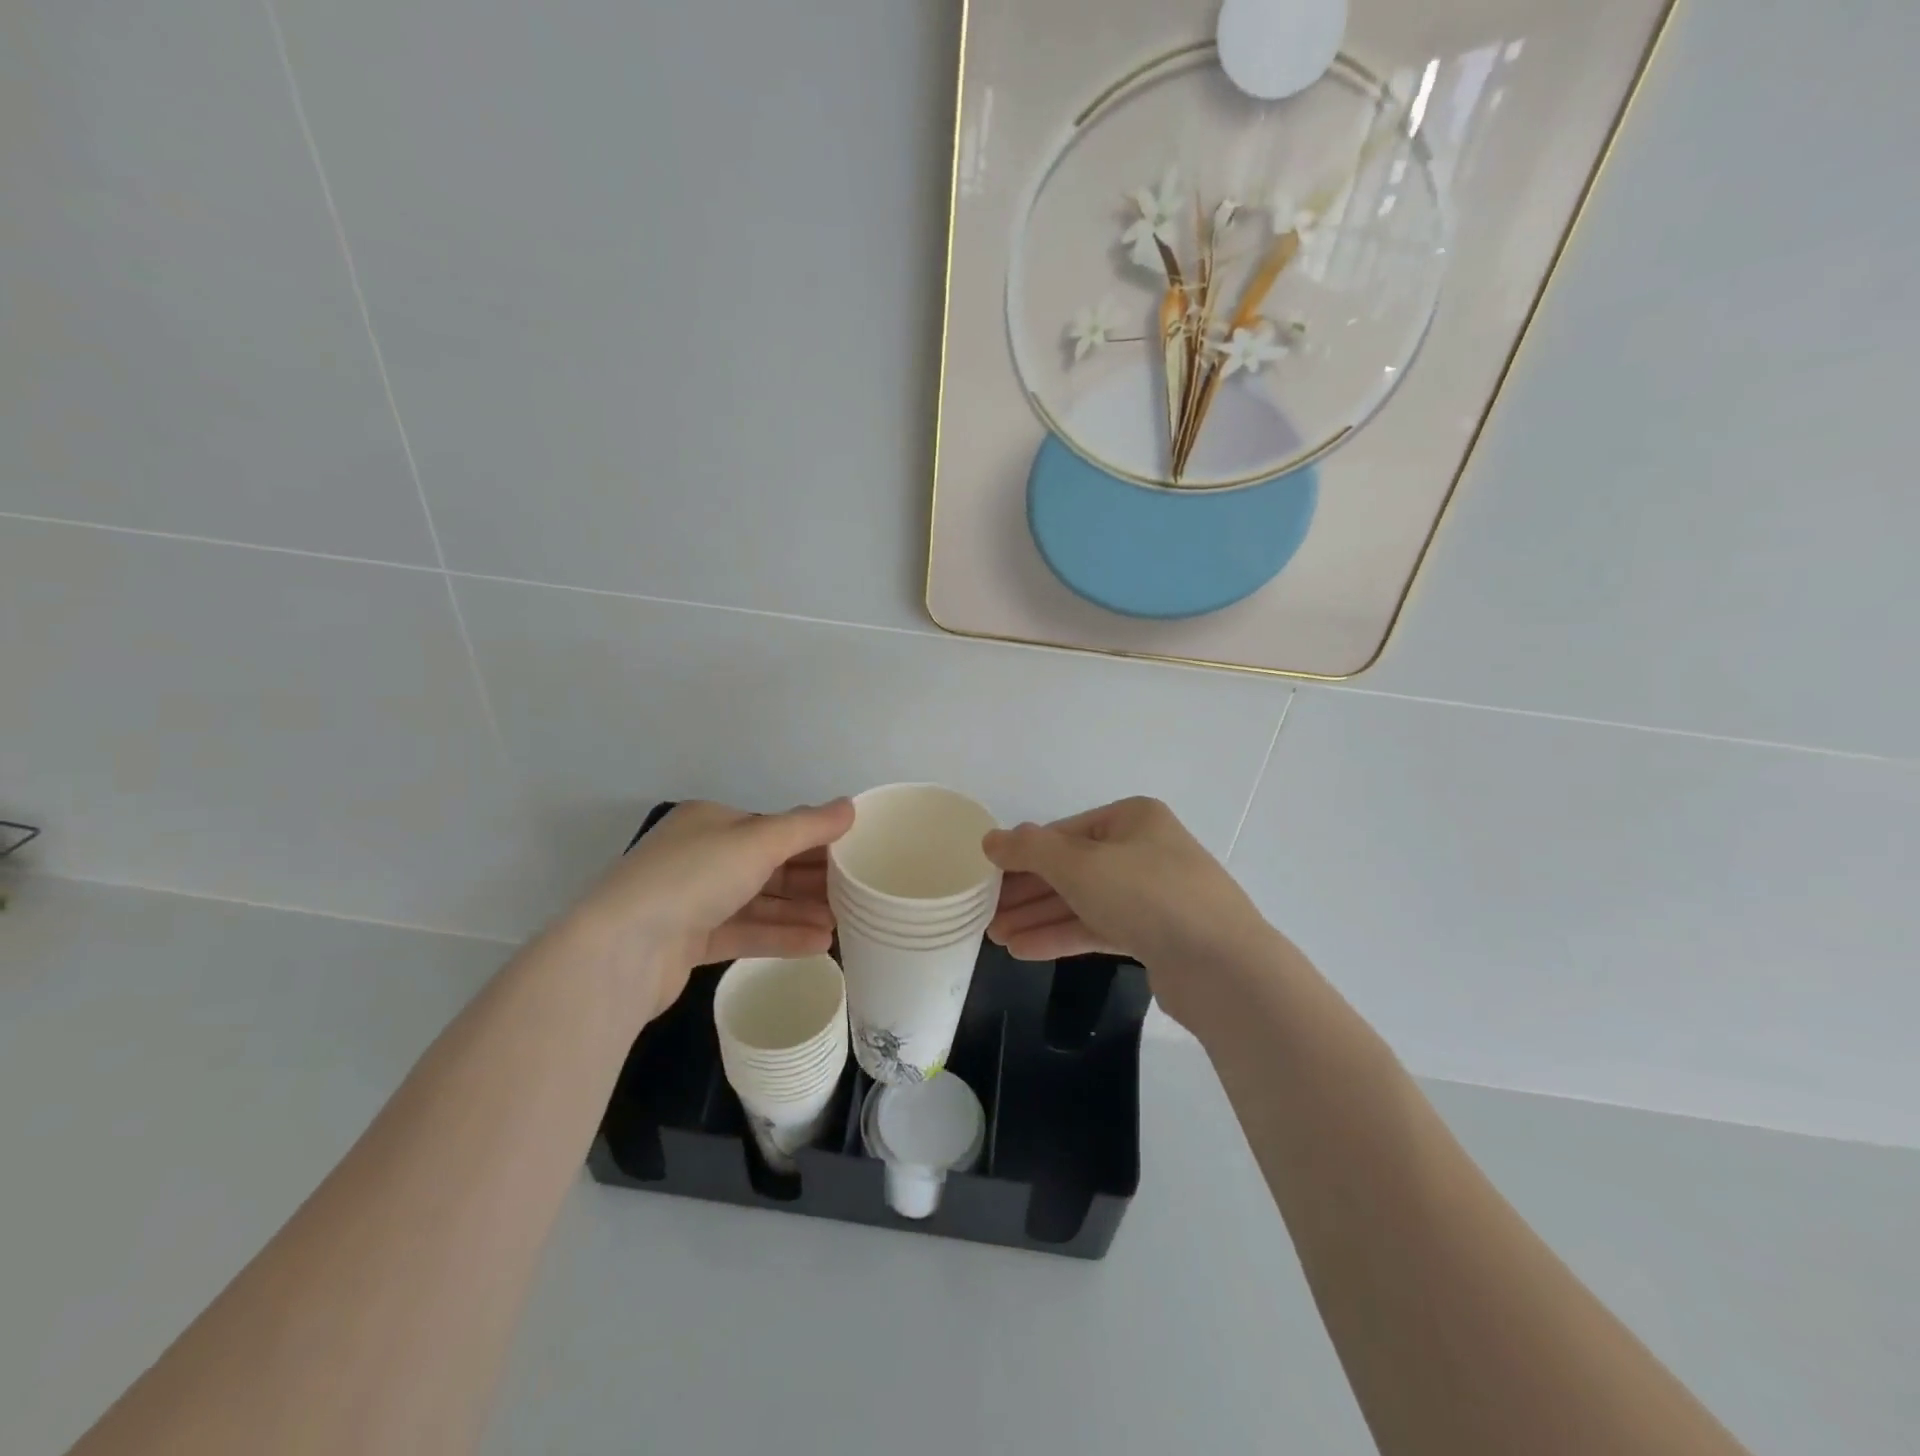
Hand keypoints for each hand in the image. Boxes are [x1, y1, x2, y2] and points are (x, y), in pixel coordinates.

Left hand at [565, 799, 853, 1020]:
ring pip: (759, 902)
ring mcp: (693, 901)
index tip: (853, 855)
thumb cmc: (693, 878)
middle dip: (811, 880)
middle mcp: (702, 856)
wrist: (621, 950)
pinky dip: (780, 936)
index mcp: (712, 821)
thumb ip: (807, 826)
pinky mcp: (690, 942)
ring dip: (800, 911)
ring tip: (843, 924)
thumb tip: (849, 807)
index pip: (774, 828)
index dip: (815, 840)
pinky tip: (819, 944)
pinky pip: (746, 932)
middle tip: (856, 894)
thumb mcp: (757, 841)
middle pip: (769, 865)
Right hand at [984, 797, 1273, 1030]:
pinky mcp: (1156, 935)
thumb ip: (1030, 850)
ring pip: (1083, 901)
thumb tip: (991, 839)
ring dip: (1040, 918)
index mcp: (1133, 819)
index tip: (988, 878)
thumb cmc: (1147, 895)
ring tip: (996, 937)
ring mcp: (1153, 895)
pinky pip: (1099, 928)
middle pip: (1072, 868)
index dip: (1023, 855)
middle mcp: (1144, 850)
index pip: (1064, 833)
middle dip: (1027, 892)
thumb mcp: (1079, 863)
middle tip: (986, 914)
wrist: (1222, 966)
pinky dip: (1064, 936)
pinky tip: (1025, 950)